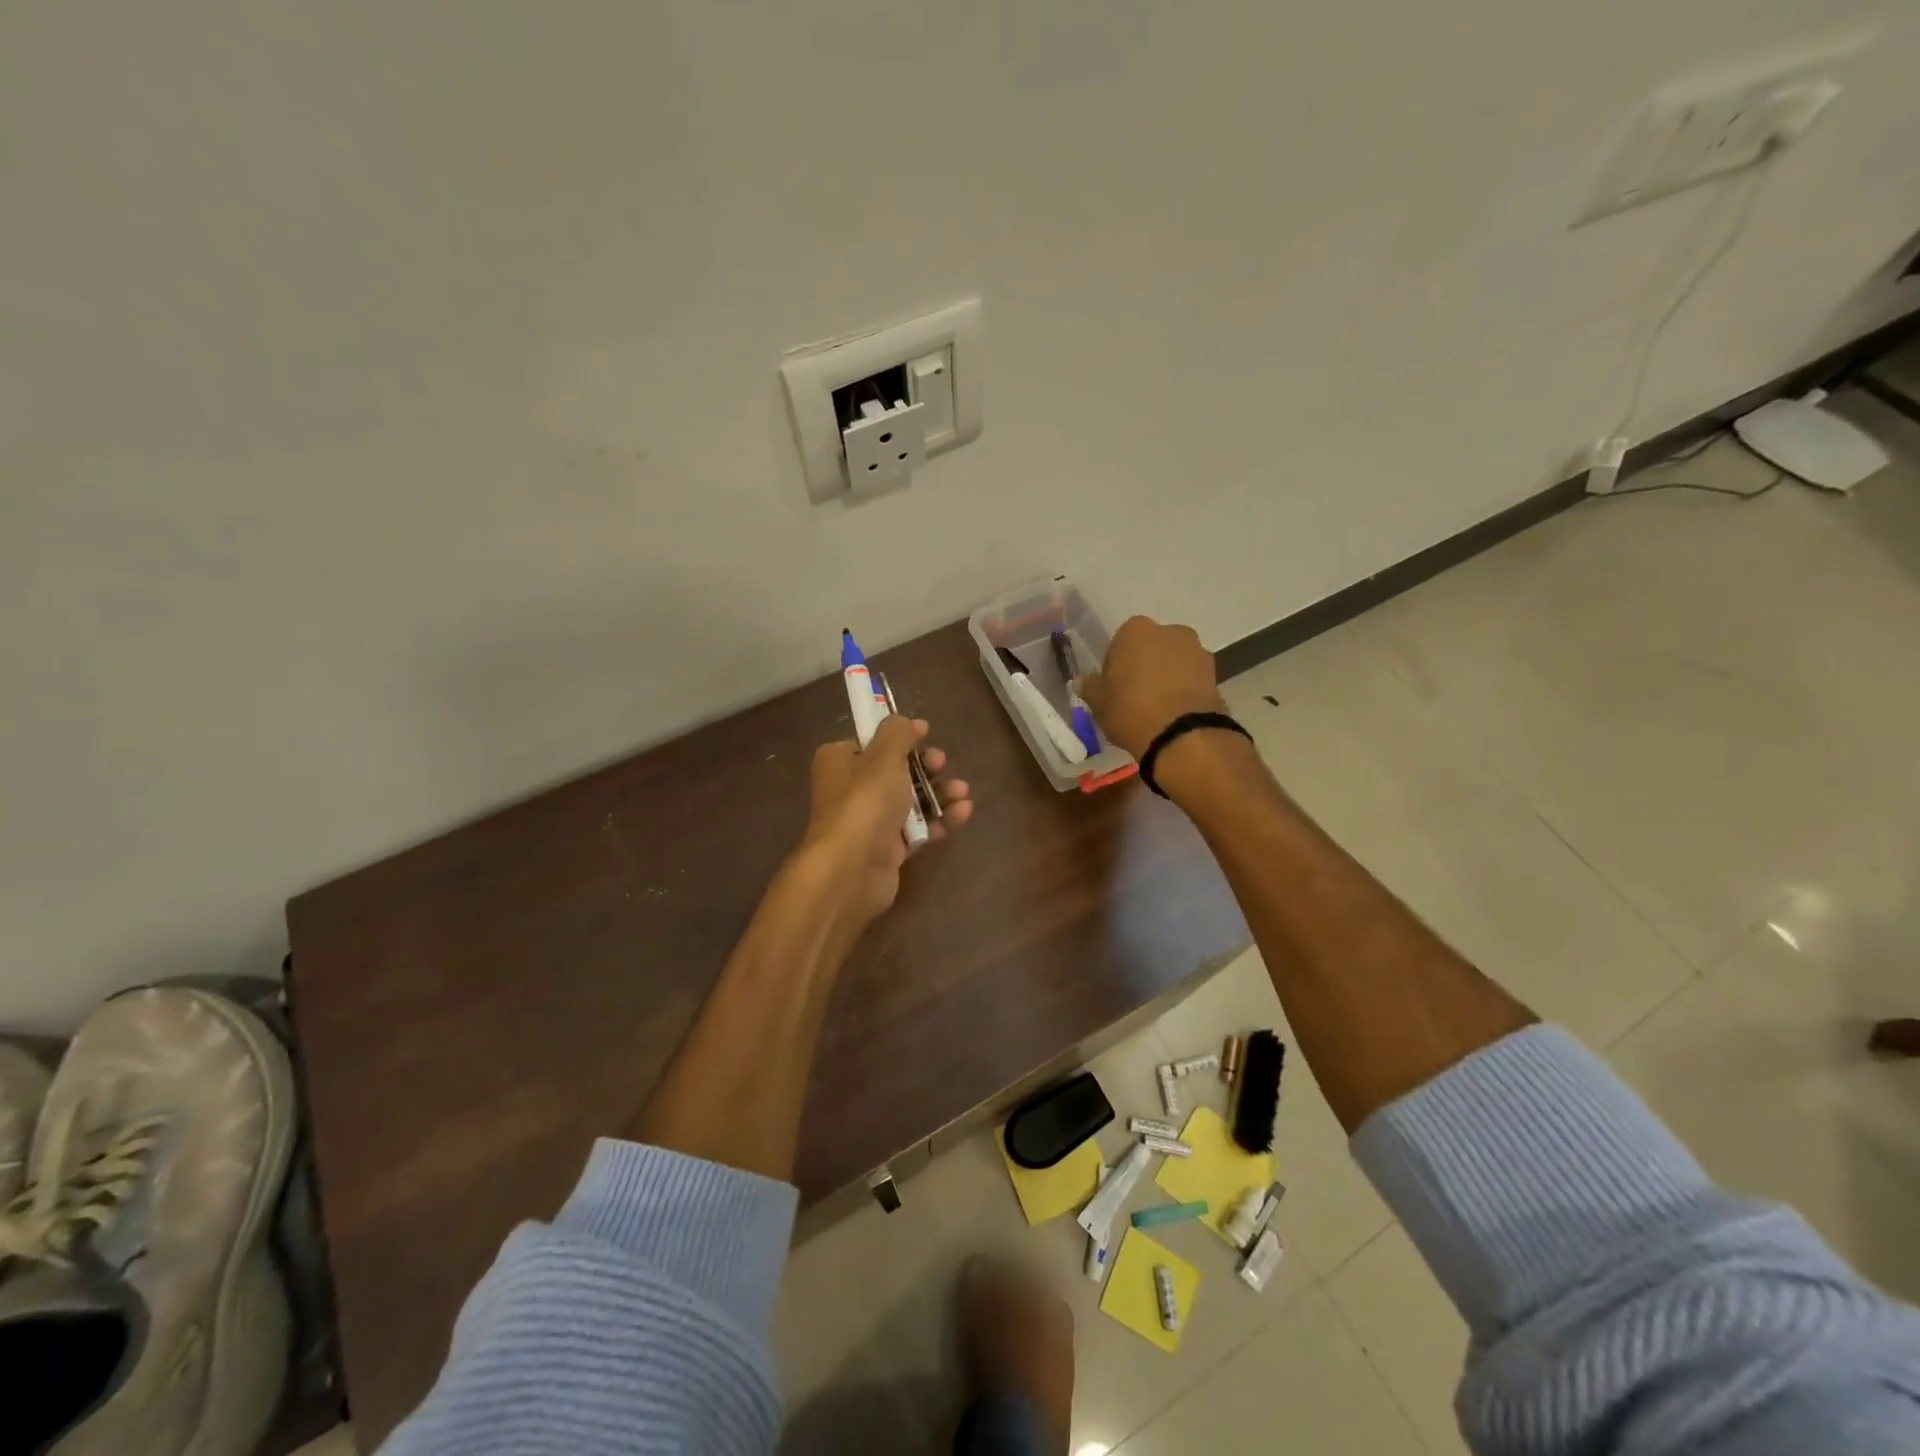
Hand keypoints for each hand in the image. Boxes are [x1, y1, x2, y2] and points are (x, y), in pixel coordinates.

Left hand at [801, 715, 972, 923]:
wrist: (851, 868)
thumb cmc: (865, 801)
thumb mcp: (883, 755)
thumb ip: (898, 733)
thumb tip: (908, 722)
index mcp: (839, 761)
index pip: (871, 741)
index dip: (900, 737)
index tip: (927, 733)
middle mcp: (850, 789)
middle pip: (894, 770)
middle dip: (925, 766)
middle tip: (942, 764)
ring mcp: (869, 821)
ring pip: (909, 800)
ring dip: (938, 793)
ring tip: (962, 792)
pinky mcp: (886, 849)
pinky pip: (917, 829)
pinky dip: (939, 820)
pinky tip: (962, 814)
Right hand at [1076, 616, 1224, 759]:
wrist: (1182, 735)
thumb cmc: (1130, 709)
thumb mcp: (1098, 702)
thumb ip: (1090, 687)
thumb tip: (1083, 681)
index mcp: (1136, 630)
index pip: (1120, 643)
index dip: (1116, 666)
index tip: (1114, 688)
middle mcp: (1170, 631)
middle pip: (1151, 648)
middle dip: (1145, 666)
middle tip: (1135, 696)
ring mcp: (1197, 650)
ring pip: (1174, 662)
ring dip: (1167, 677)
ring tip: (1158, 708)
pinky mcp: (1216, 673)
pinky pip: (1192, 679)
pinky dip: (1184, 690)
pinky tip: (1175, 713)